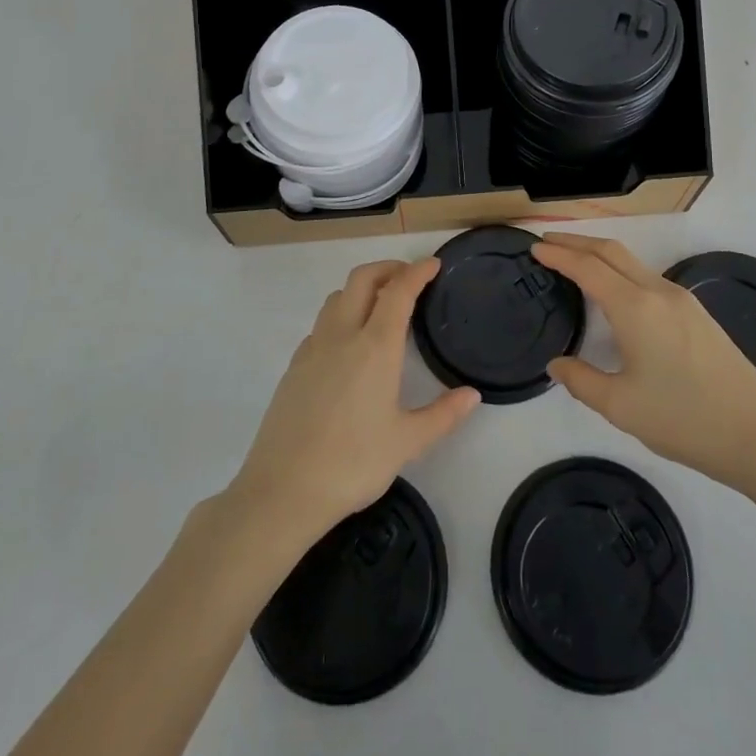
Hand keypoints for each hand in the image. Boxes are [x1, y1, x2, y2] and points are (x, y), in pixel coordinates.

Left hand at [226, 258, 479, 549]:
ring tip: (381, 306)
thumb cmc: (353, 463)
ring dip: (361, 289)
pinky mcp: (294, 366)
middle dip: (388, 269)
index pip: (398, 292)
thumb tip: (473, 395)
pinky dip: (341, 316)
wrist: (282, 490)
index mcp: (375, 347)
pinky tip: (349, 345)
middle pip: (362, 279)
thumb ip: (443, 415)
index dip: (417, 272)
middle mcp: (342, 335)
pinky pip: (321, 324)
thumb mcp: (407, 443)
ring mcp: (313, 348)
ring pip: (337, 298)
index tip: (433, 265)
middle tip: (409, 278)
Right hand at [533, 232, 755, 493]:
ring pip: (632, 263)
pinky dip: (621, 272)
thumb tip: (557, 364)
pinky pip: (649, 278)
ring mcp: (683, 300)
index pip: (587, 267)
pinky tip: (615, 293)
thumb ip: (581, 381)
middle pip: (611, 251)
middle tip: (547, 241)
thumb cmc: (684, 419)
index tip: (534, 247)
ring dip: (600, 255)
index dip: (558, 254)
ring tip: (575, 262)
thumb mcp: (621, 407)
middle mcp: (658, 292)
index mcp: (635, 308)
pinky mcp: (698, 314)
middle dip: (576, 242)